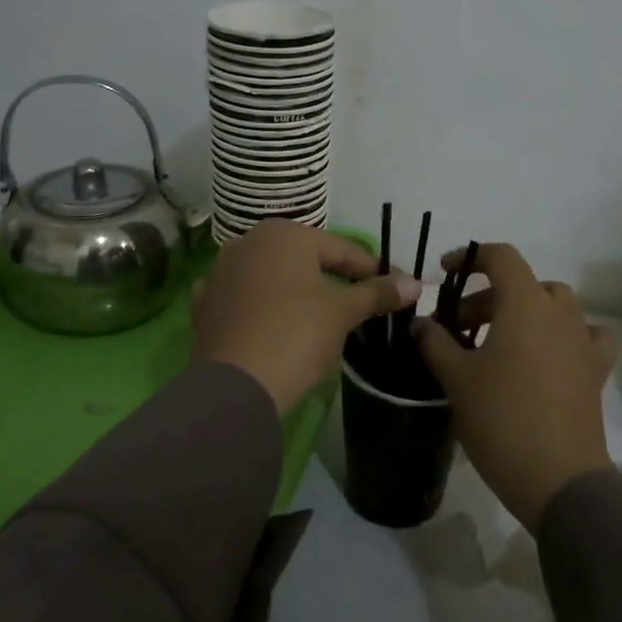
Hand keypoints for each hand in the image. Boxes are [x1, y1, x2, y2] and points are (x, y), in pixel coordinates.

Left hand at [192, 219, 420, 414]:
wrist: (235, 387)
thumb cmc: (296, 335)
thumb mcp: (343, 312)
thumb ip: (377, 293)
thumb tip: (416, 284)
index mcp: (283, 234)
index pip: (343, 250)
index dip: (374, 272)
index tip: (398, 291)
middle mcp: (247, 242)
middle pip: (306, 261)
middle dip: (335, 281)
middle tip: (364, 307)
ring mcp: (220, 273)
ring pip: (274, 279)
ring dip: (298, 294)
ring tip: (323, 321)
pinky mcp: (205, 306)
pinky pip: (246, 301)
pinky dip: (264, 309)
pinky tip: (275, 325)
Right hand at [413, 244, 618, 533]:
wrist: (558, 478)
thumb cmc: (501, 418)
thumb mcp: (456, 378)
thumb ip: (435, 342)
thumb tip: (421, 324)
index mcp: (525, 303)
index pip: (501, 257)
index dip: (470, 258)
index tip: (444, 274)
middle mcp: (559, 312)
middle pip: (523, 283)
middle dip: (487, 297)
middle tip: (459, 328)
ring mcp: (583, 340)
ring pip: (553, 305)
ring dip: (524, 312)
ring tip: (498, 341)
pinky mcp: (596, 369)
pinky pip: (582, 335)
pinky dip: (563, 334)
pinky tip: (548, 355)